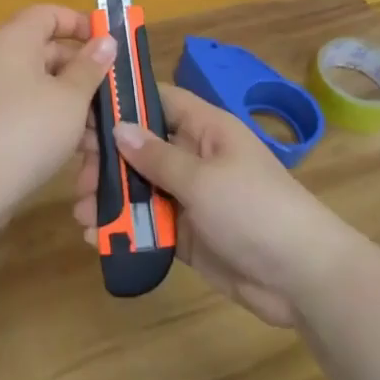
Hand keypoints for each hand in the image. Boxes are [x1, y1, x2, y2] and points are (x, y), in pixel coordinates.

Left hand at [0, 5, 116, 224]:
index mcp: (15, 39)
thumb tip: (105, 40)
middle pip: (49, 52)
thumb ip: (90, 67)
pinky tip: (81, 151)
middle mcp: (0, 59)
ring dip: (75, 105)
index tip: (109, 44)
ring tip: (105, 133)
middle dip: (85, 73)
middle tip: (115, 95)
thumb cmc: (27, 130)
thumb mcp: (70, 98)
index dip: (80, 23)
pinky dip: (55, 124)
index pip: (49, 14)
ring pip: (43, 87)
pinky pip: (30, 112)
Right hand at [74, 84, 361, 326]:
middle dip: (108, 159)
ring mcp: (192, 196)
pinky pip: (149, 223)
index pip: (159, 101)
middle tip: (76, 173)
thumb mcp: (203, 179)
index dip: (124, 102)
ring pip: (142, 187)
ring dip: (111, 197)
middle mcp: (196, 156)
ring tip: (81, 211)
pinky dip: (125, 228)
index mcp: (206, 129)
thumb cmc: (255, 210)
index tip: (83, 111)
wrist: (303, 278)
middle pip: (143, 146)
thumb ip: (157, 156)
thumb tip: (118, 127)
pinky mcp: (188, 233)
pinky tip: (97, 237)